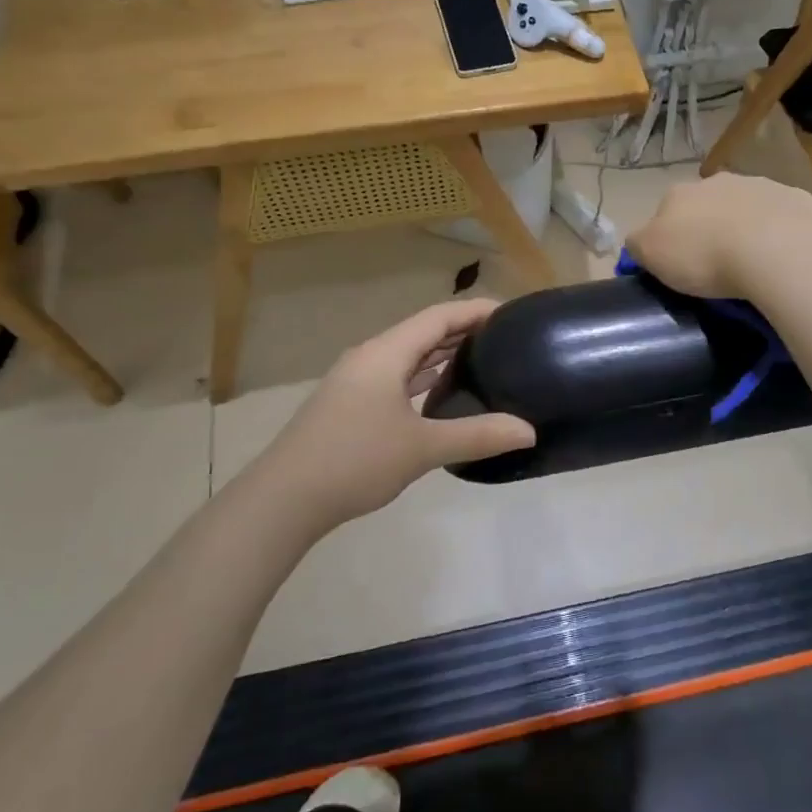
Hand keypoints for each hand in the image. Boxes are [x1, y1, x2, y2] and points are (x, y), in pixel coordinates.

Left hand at [243, 299, 535, 529]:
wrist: (282, 500)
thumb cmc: (354, 461)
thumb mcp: (422, 448)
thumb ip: (478, 435)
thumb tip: (529, 432)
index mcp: (386, 353)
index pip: (439, 316)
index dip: (476, 310)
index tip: (511, 313)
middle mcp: (369, 358)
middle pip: (423, 332)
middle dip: (463, 331)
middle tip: (505, 338)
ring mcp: (355, 382)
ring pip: (407, 357)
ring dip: (442, 355)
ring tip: (482, 360)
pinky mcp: (348, 405)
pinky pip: (394, 378)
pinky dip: (422, 378)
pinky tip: (440, 395)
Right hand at [626, 174, 811, 299]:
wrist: (775, 251)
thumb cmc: (704, 255)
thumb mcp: (652, 255)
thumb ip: (638, 244)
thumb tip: (638, 240)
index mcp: (679, 193)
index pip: (666, 211)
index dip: (671, 236)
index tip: (680, 263)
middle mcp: (718, 181)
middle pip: (707, 205)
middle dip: (710, 227)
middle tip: (716, 264)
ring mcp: (760, 185)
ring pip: (746, 206)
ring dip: (745, 226)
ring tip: (752, 263)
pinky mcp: (795, 199)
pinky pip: (782, 217)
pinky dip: (779, 232)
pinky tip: (782, 256)